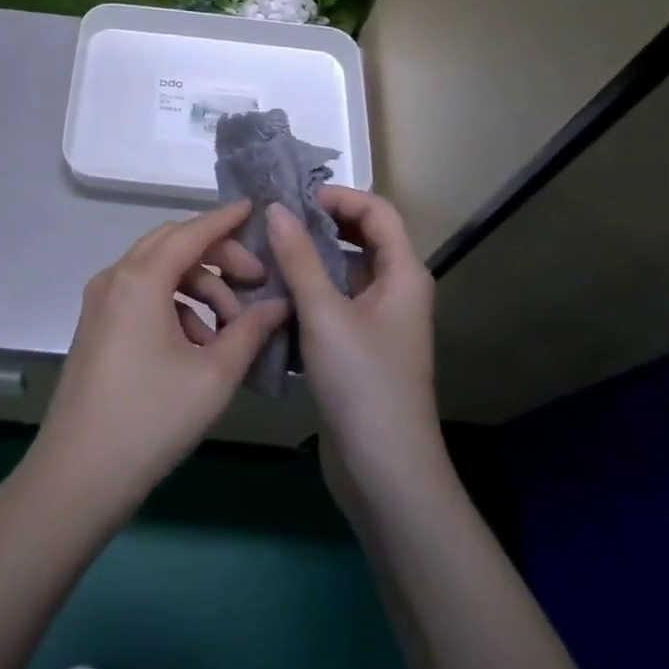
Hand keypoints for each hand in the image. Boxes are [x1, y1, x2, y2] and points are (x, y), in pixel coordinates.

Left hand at [29, 201, 289, 518]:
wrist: (77, 475)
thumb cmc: (151, 418)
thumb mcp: (213, 375)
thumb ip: (250, 331)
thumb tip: (279, 304)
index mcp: (141, 278)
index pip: (192, 232)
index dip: (226, 219)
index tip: (256, 209)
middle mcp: (116, 277)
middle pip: (173, 245)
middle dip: (217, 257)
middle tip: (255, 281)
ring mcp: (101, 301)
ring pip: (158, 272)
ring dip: (198, 287)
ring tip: (230, 330)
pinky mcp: (97, 325)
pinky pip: (142, 295)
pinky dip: (175, 306)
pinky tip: (198, 346)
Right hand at [263, 188, 442, 487]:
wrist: (386, 471)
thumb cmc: (362, 382)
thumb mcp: (324, 313)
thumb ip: (298, 257)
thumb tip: (276, 208)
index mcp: (402, 273)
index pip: (377, 210)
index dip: (339, 196)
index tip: (295, 200)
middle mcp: (396, 289)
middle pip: (360, 238)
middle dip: (318, 226)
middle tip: (274, 223)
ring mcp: (379, 320)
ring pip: (343, 272)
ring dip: (309, 260)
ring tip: (265, 255)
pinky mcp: (361, 346)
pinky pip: (335, 302)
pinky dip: (308, 292)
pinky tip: (273, 296)